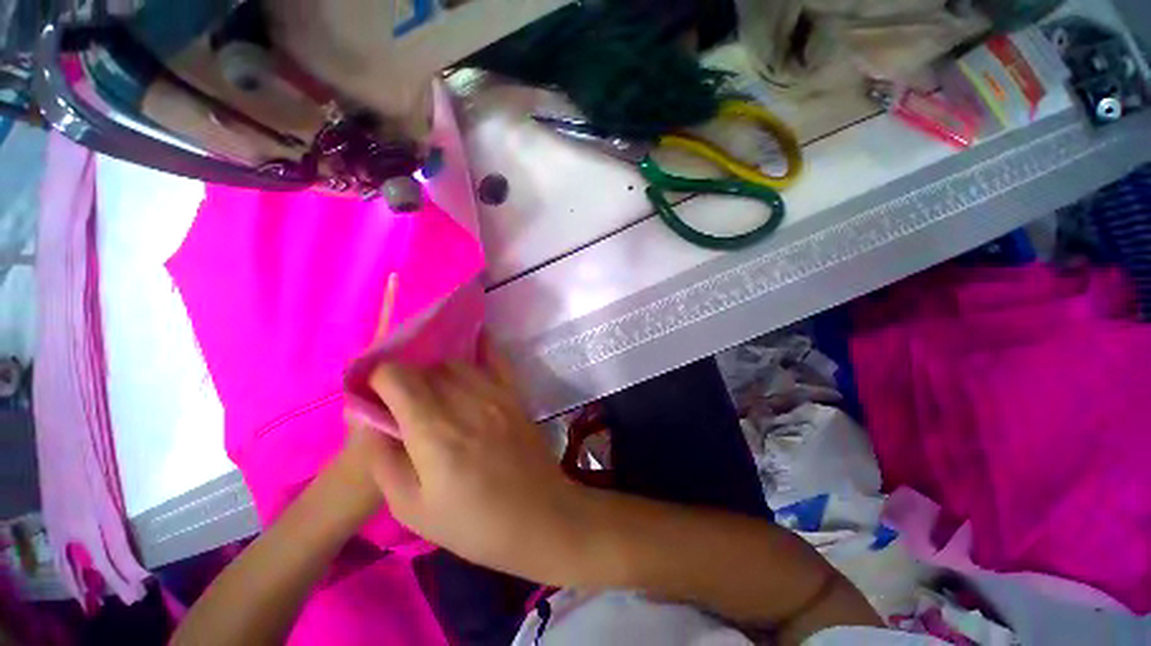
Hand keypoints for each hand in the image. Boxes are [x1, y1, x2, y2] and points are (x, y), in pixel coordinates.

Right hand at [360, 337, 588, 580]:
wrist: (538, 515)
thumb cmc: (473, 523)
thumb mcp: (411, 508)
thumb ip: (382, 459)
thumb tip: (367, 420)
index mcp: (434, 431)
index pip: (397, 376)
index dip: (378, 379)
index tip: (374, 395)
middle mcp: (465, 401)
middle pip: (426, 367)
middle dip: (405, 378)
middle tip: (402, 402)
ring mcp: (495, 393)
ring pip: (456, 362)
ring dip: (437, 371)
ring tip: (434, 393)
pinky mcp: (515, 394)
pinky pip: (495, 359)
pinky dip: (480, 348)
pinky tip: (473, 344)